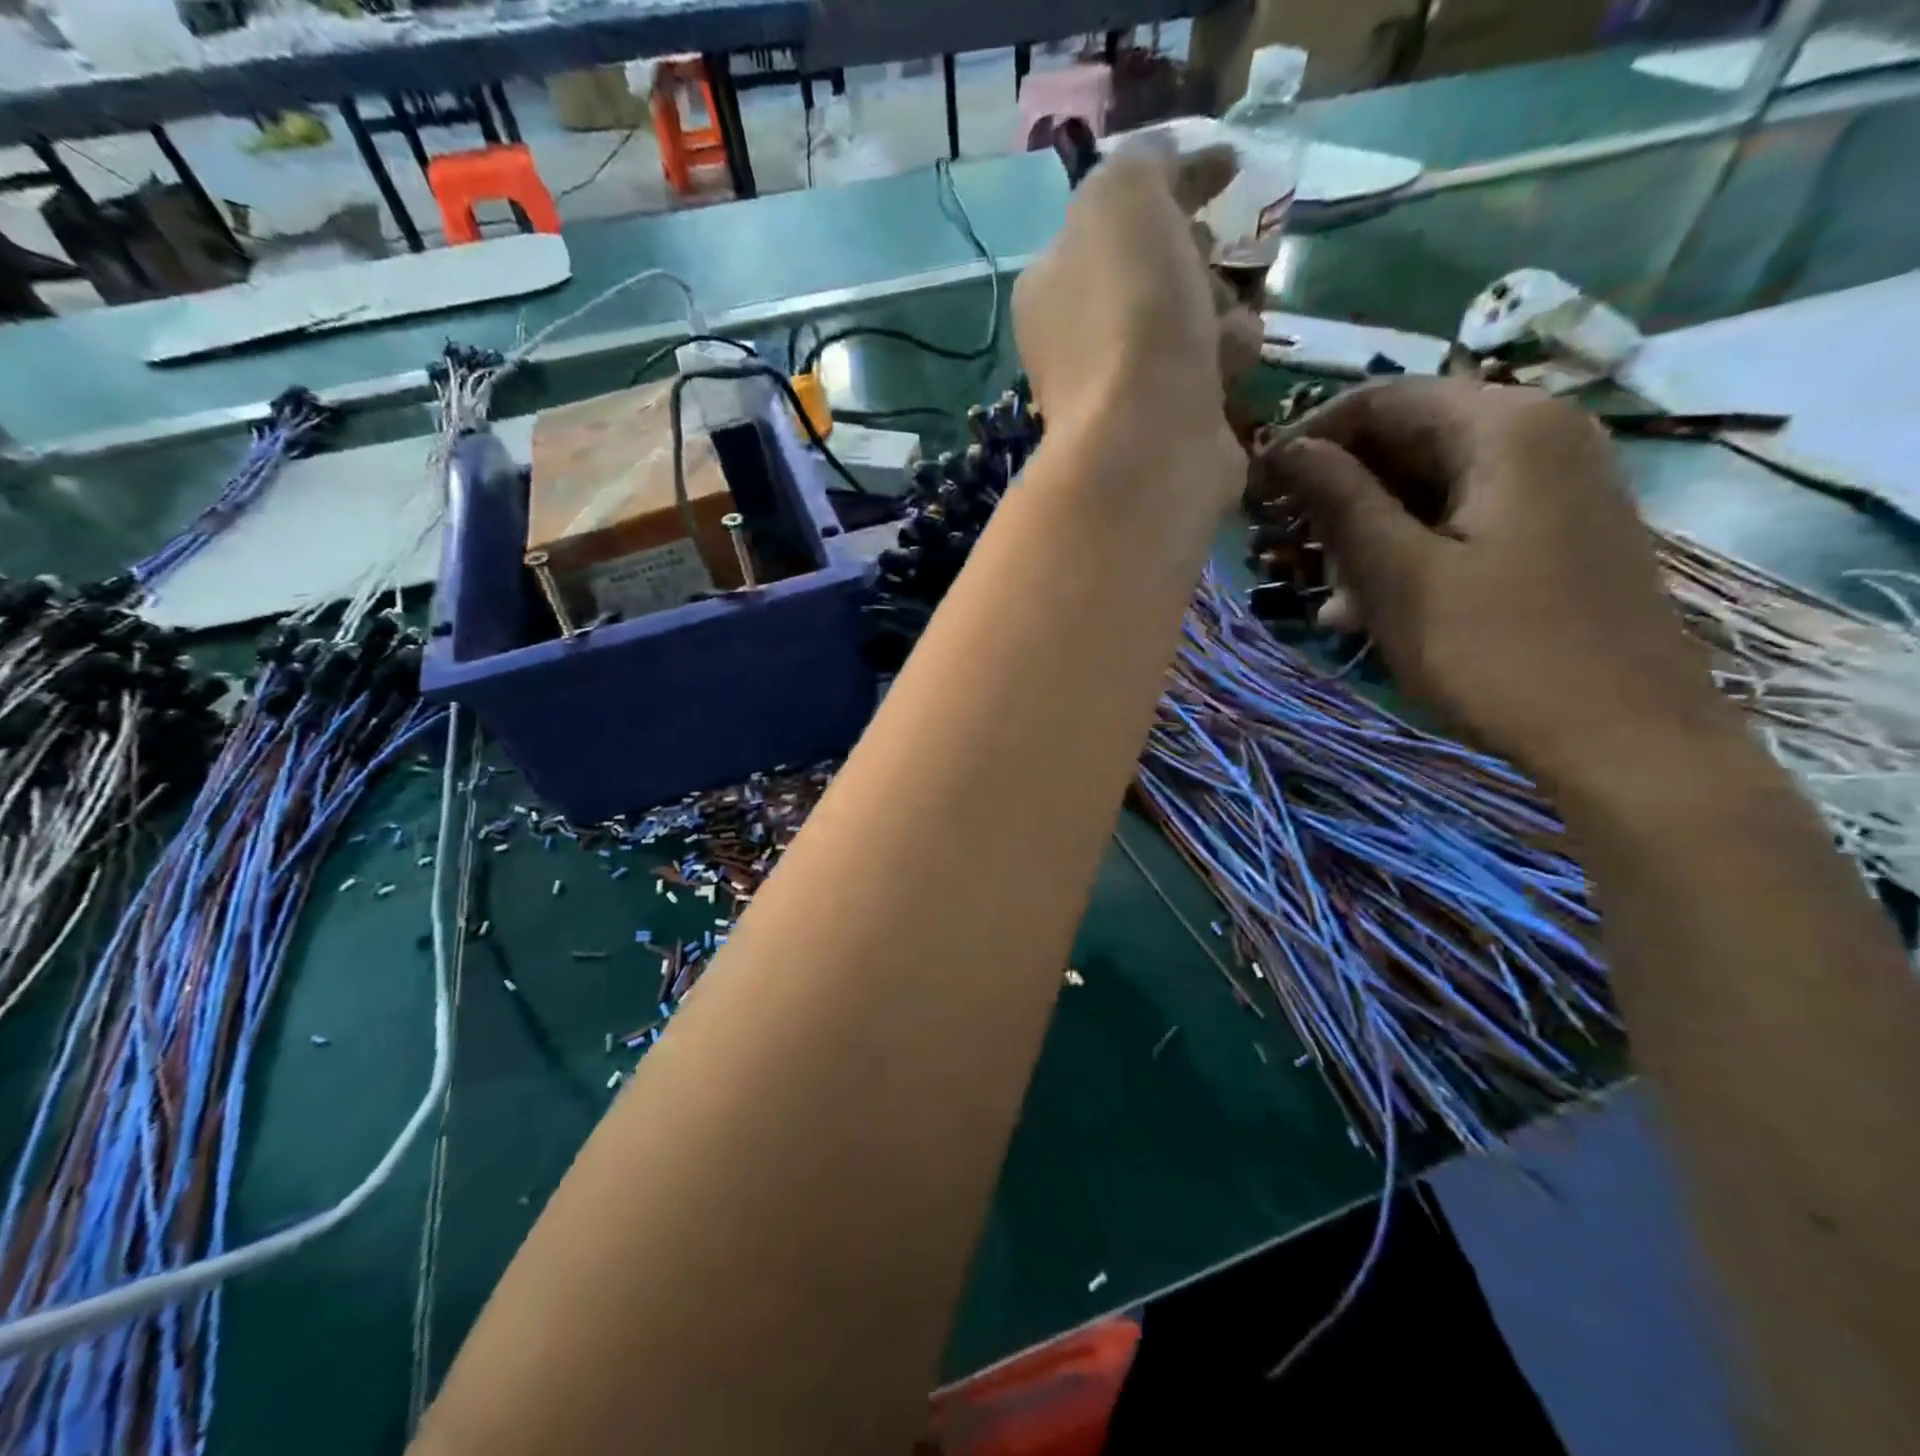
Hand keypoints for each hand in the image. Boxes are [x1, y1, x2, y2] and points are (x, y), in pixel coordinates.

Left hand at [1014, 143, 1260, 499]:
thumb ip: (1143, 163)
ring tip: (1215, 331)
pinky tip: (1224, 372)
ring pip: (1193, 319)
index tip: (1226, 170)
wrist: (1147, 438)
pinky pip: (1211, 370)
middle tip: (1207, 259)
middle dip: (1197, 256)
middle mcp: (1078, 338)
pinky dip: (1227, 361)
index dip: (1171, 186)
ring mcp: (1120, 387)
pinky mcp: (1166, 424)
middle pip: (1157, 271)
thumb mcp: (1124, 199)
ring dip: (1220, 311)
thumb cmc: (1129, 314)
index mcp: (1052, 283)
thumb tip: (1169, 161)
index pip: (1113, 217)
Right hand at [1259, 378, 1725, 787]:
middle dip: (1336, 495)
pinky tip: (1366, 608)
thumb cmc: (1497, 651)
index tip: (1258, 494)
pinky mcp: (1554, 533)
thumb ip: (1338, 500)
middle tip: (1287, 553)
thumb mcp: (1397, 574)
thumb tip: (1285, 448)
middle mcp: (1537, 435)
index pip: (1379, 400)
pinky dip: (1406, 552)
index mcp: (1503, 427)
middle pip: (1406, 441)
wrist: (1625, 739)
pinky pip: (1459, 521)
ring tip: (1326, 597)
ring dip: (1364, 533)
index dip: (1307, 440)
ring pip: (1428, 486)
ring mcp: (1553, 486)